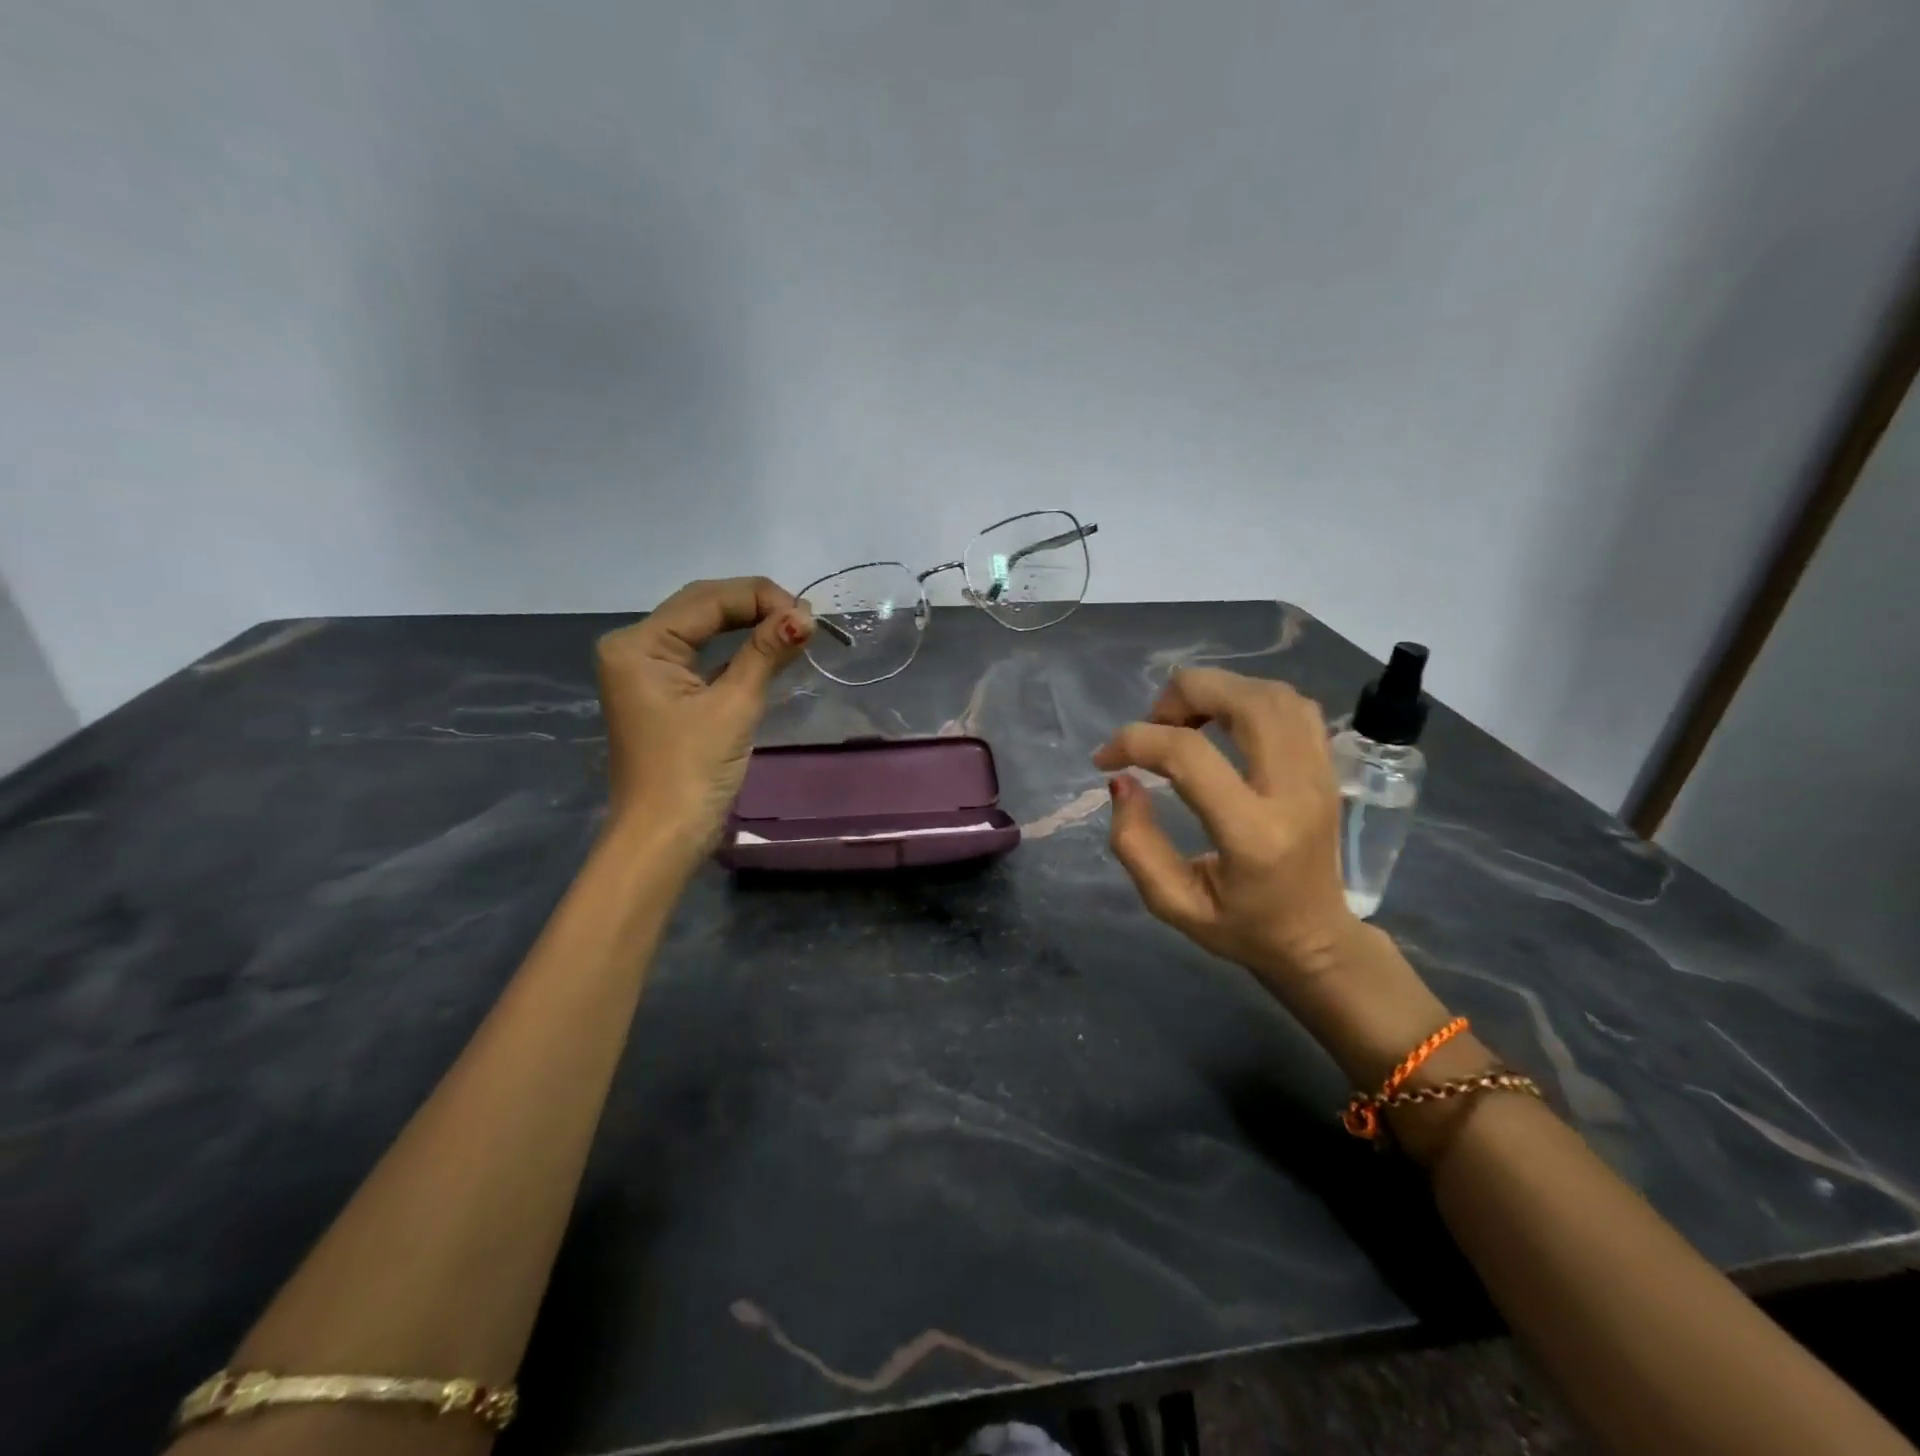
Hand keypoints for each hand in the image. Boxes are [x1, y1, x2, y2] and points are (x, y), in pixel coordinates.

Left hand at [595, 577, 813, 852]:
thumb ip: (766, 653)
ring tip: (795, 630)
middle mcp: (635, 647)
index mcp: (638, 644)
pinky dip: (737, 652)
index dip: (760, 598)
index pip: (706, 599)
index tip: (808, 615)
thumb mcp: (734, 706)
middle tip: (805, 621)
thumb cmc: (692, 771)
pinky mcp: (663, 693)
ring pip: (703, 630)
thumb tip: (804, 617)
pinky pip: (702, 657)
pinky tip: (770, 650)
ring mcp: (646, 671)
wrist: (663, 838)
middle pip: (702, 608)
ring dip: (749, 627)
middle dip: (755, 607)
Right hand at [1093, 667, 1360, 989]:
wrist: (1316, 939)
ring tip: (1184, 720)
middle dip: (1183, 695)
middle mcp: (1294, 793)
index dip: (1135, 742)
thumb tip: (1121, 781)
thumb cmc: (1241, 928)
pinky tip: (1223, 720)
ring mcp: (1320, 774)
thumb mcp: (1172, 903)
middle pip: (1244, 702)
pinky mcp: (1329, 767)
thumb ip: (1135, 844)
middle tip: (1154, 724)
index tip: (1106, 760)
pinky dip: (1249, 696)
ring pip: (1272, 694)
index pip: (1189, 756)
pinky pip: (1294, 705)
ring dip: (1216, 690)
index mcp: (1253, 835)